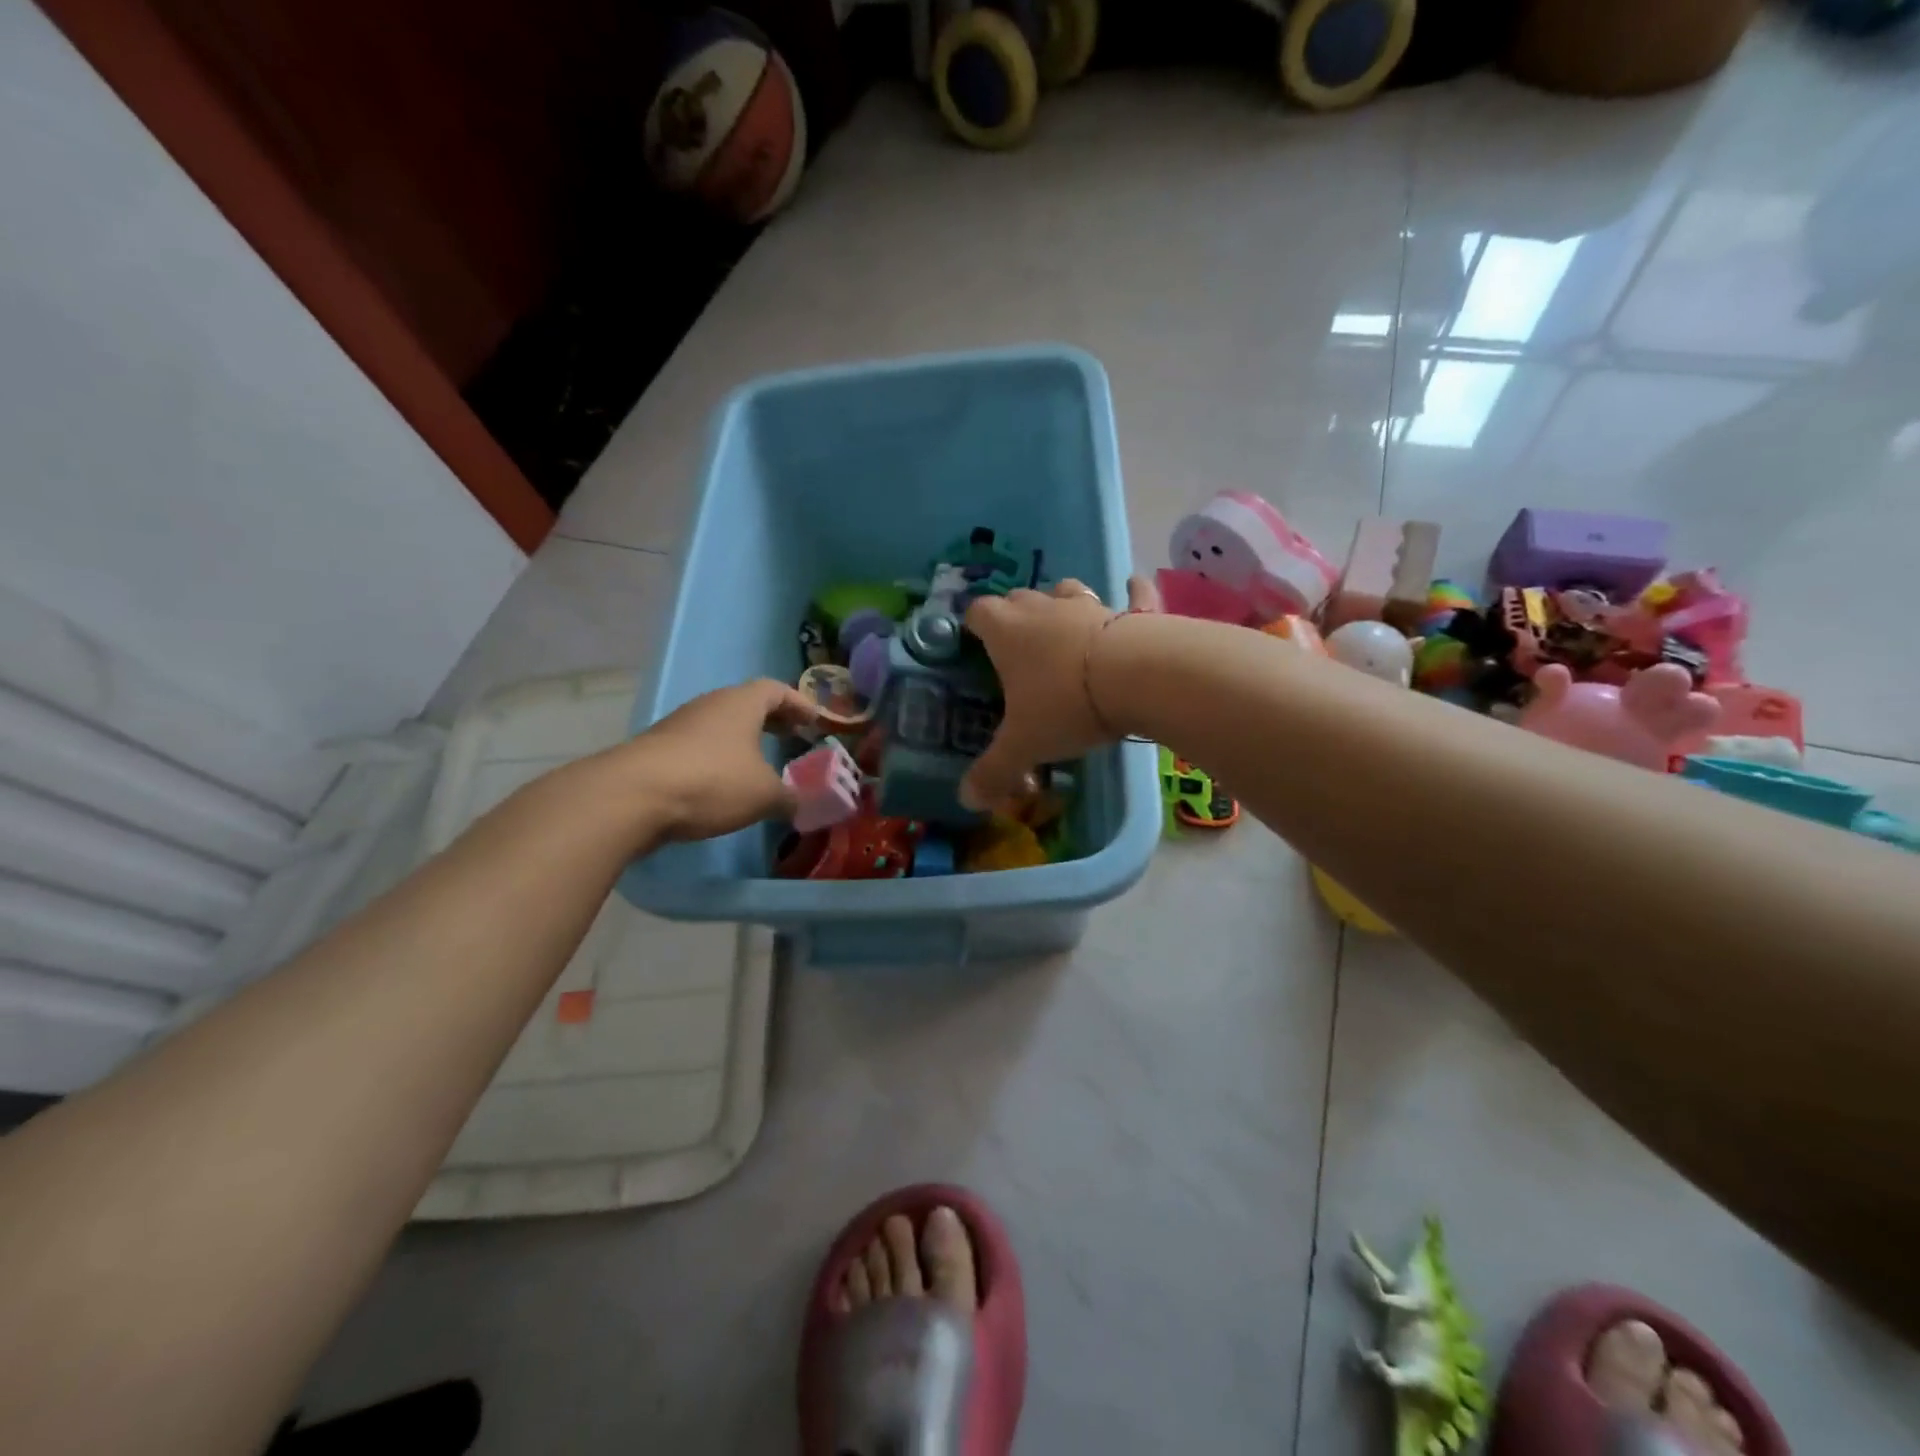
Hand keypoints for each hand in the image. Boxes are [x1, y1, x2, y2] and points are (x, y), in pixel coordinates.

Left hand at [611, 679, 819, 841]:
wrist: (632, 796)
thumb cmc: (711, 781)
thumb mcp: (764, 795)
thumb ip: (790, 798)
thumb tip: (803, 804)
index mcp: (741, 703)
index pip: (777, 691)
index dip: (799, 704)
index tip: (815, 721)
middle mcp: (710, 705)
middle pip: (747, 704)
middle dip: (773, 720)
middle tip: (793, 737)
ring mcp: (679, 726)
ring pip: (720, 726)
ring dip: (743, 741)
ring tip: (760, 764)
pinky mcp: (658, 750)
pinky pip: (699, 747)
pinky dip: (718, 759)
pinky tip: (724, 784)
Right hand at [960, 575, 1159, 810]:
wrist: (1136, 677)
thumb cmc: (1065, 705)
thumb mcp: (1024, 746)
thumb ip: (993, 771)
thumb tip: (966, 800)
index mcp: (1007, 632)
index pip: (978, 613)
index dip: (974, 626)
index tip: (976, 643)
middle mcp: (1043, 608)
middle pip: (1019, 599)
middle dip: (1015, 617)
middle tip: (1018, 650)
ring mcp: (1089, 606)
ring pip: (1067, 591)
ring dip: (1062, 604)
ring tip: (1065, 628)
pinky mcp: (1131, 612)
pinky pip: (1132, 594)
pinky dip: (1131, 594)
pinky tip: (1134, 588)